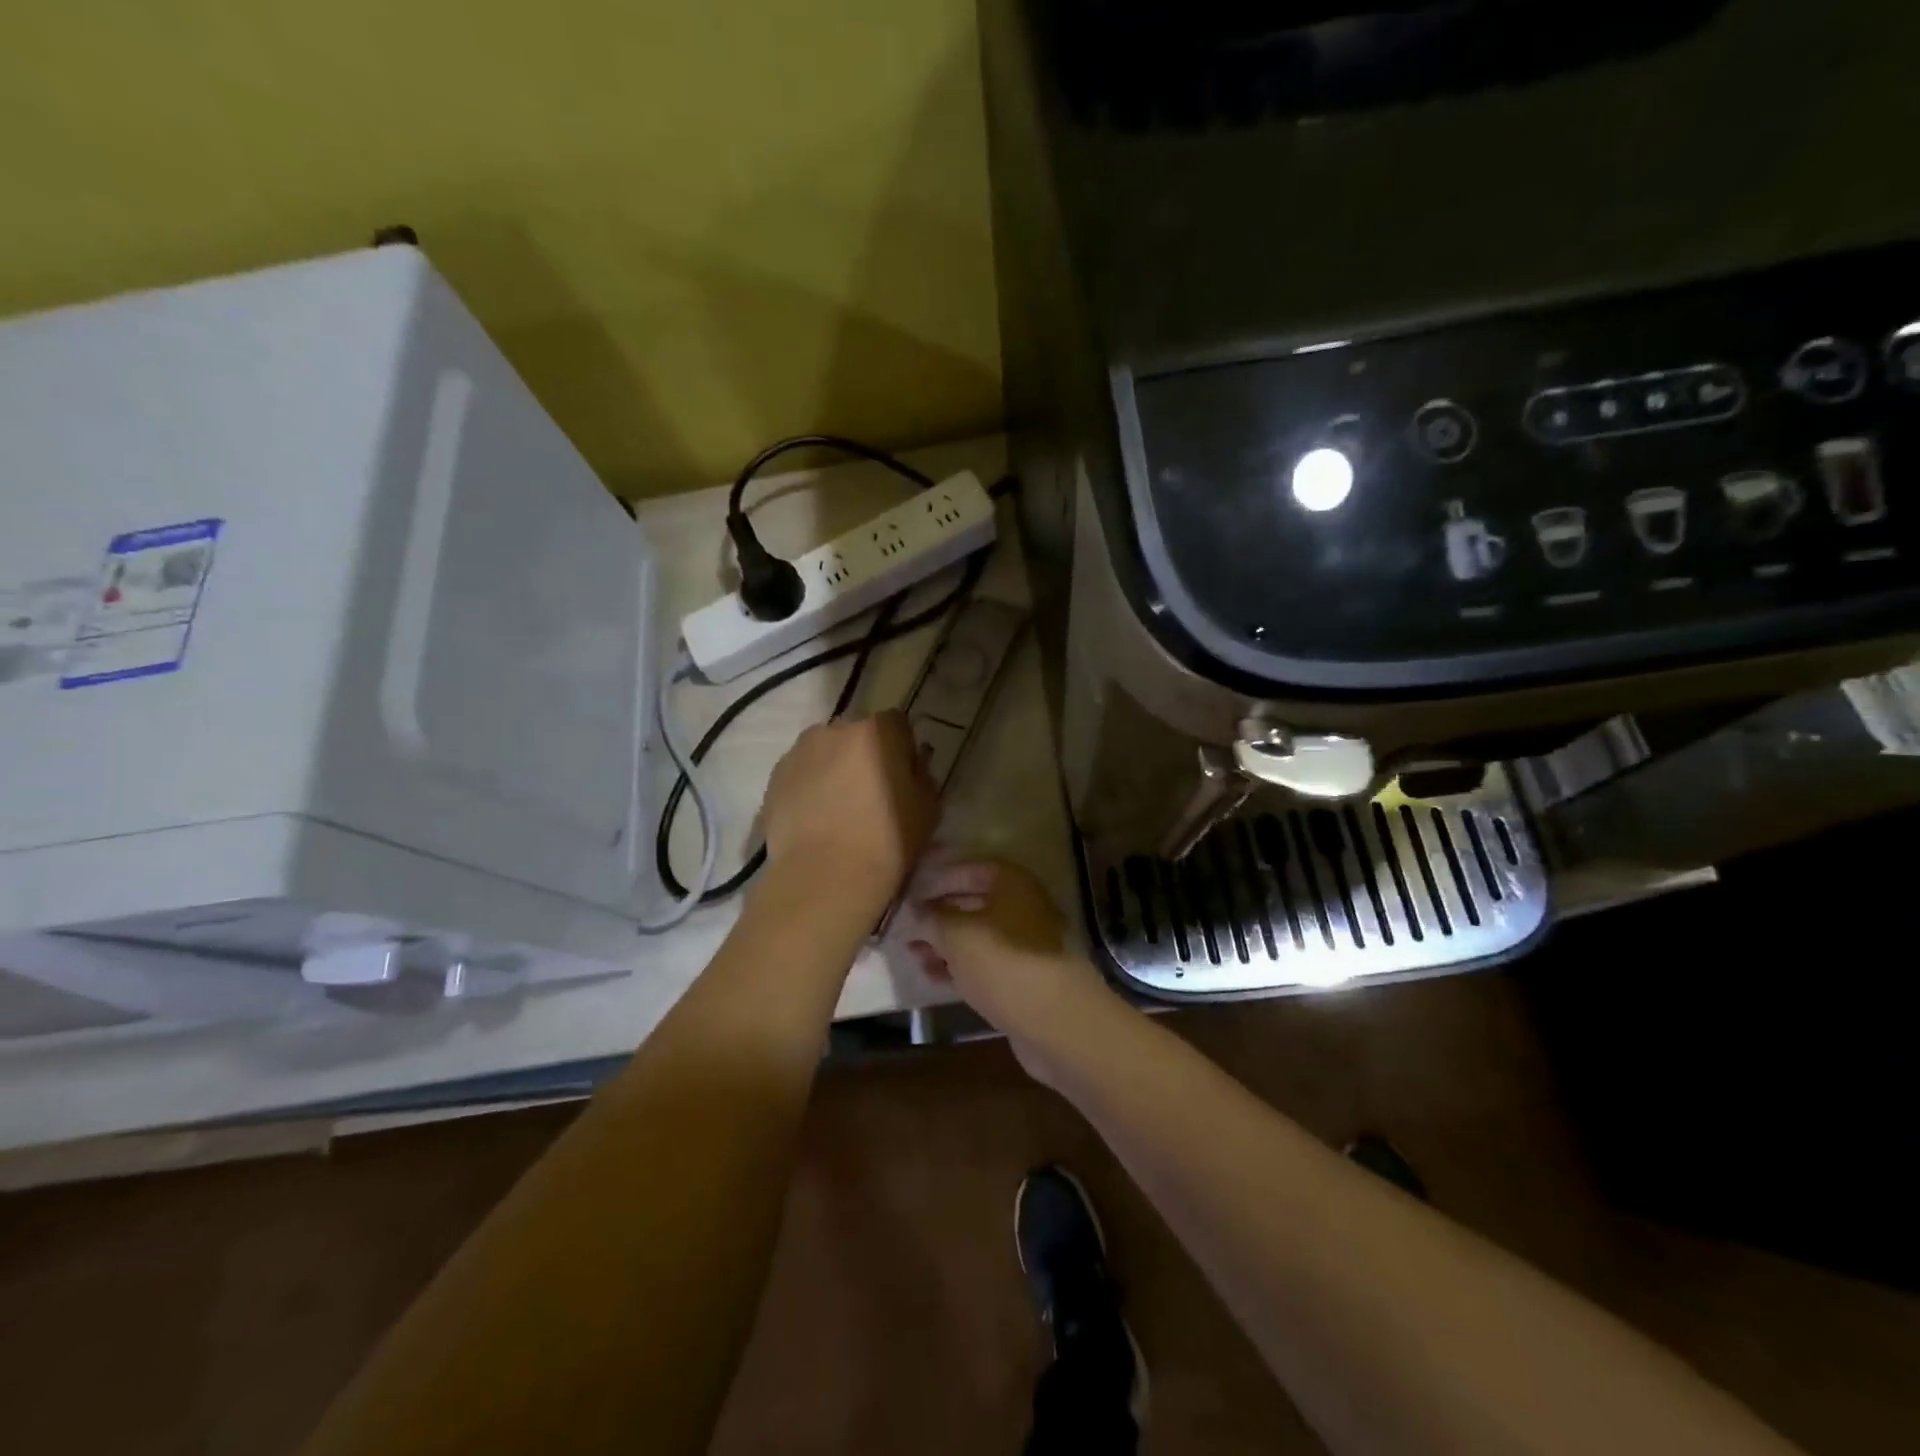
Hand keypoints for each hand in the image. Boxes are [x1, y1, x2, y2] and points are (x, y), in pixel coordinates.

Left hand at [760, 711, 938, 908]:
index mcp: (877, 731)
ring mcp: (799, 752)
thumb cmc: (887, 841)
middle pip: (857, 734)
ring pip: (824, 751)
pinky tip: (815, 818)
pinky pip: (801, 772)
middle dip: (865, 754)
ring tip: (838, 807)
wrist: (825, 877)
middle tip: (870, 793)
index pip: (896, 724)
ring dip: (834, 767)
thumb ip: (922, 774)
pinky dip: (809, 786)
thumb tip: (911, 764)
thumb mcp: (928, 808)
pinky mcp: (775, 777)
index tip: (903, 776)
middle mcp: (834, 730)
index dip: (902, 748)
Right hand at [902, 859, 1115, 1082]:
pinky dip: (960, 967)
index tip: (911, 890)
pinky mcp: (1025, 979)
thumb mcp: (957, 935)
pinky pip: (986, 964)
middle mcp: (1024, 908)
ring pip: (978, 937)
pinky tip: (931, 976)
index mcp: (1013, 884)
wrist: (1058, 1023)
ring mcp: (1027, 945)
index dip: (940, 877)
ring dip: (945, 944)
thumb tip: (915, 909)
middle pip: (974, 903)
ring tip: (912, 953)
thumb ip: (932, 918)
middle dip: (939, 914)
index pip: (972, 868)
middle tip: (906, 925)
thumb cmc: (1004, 964)